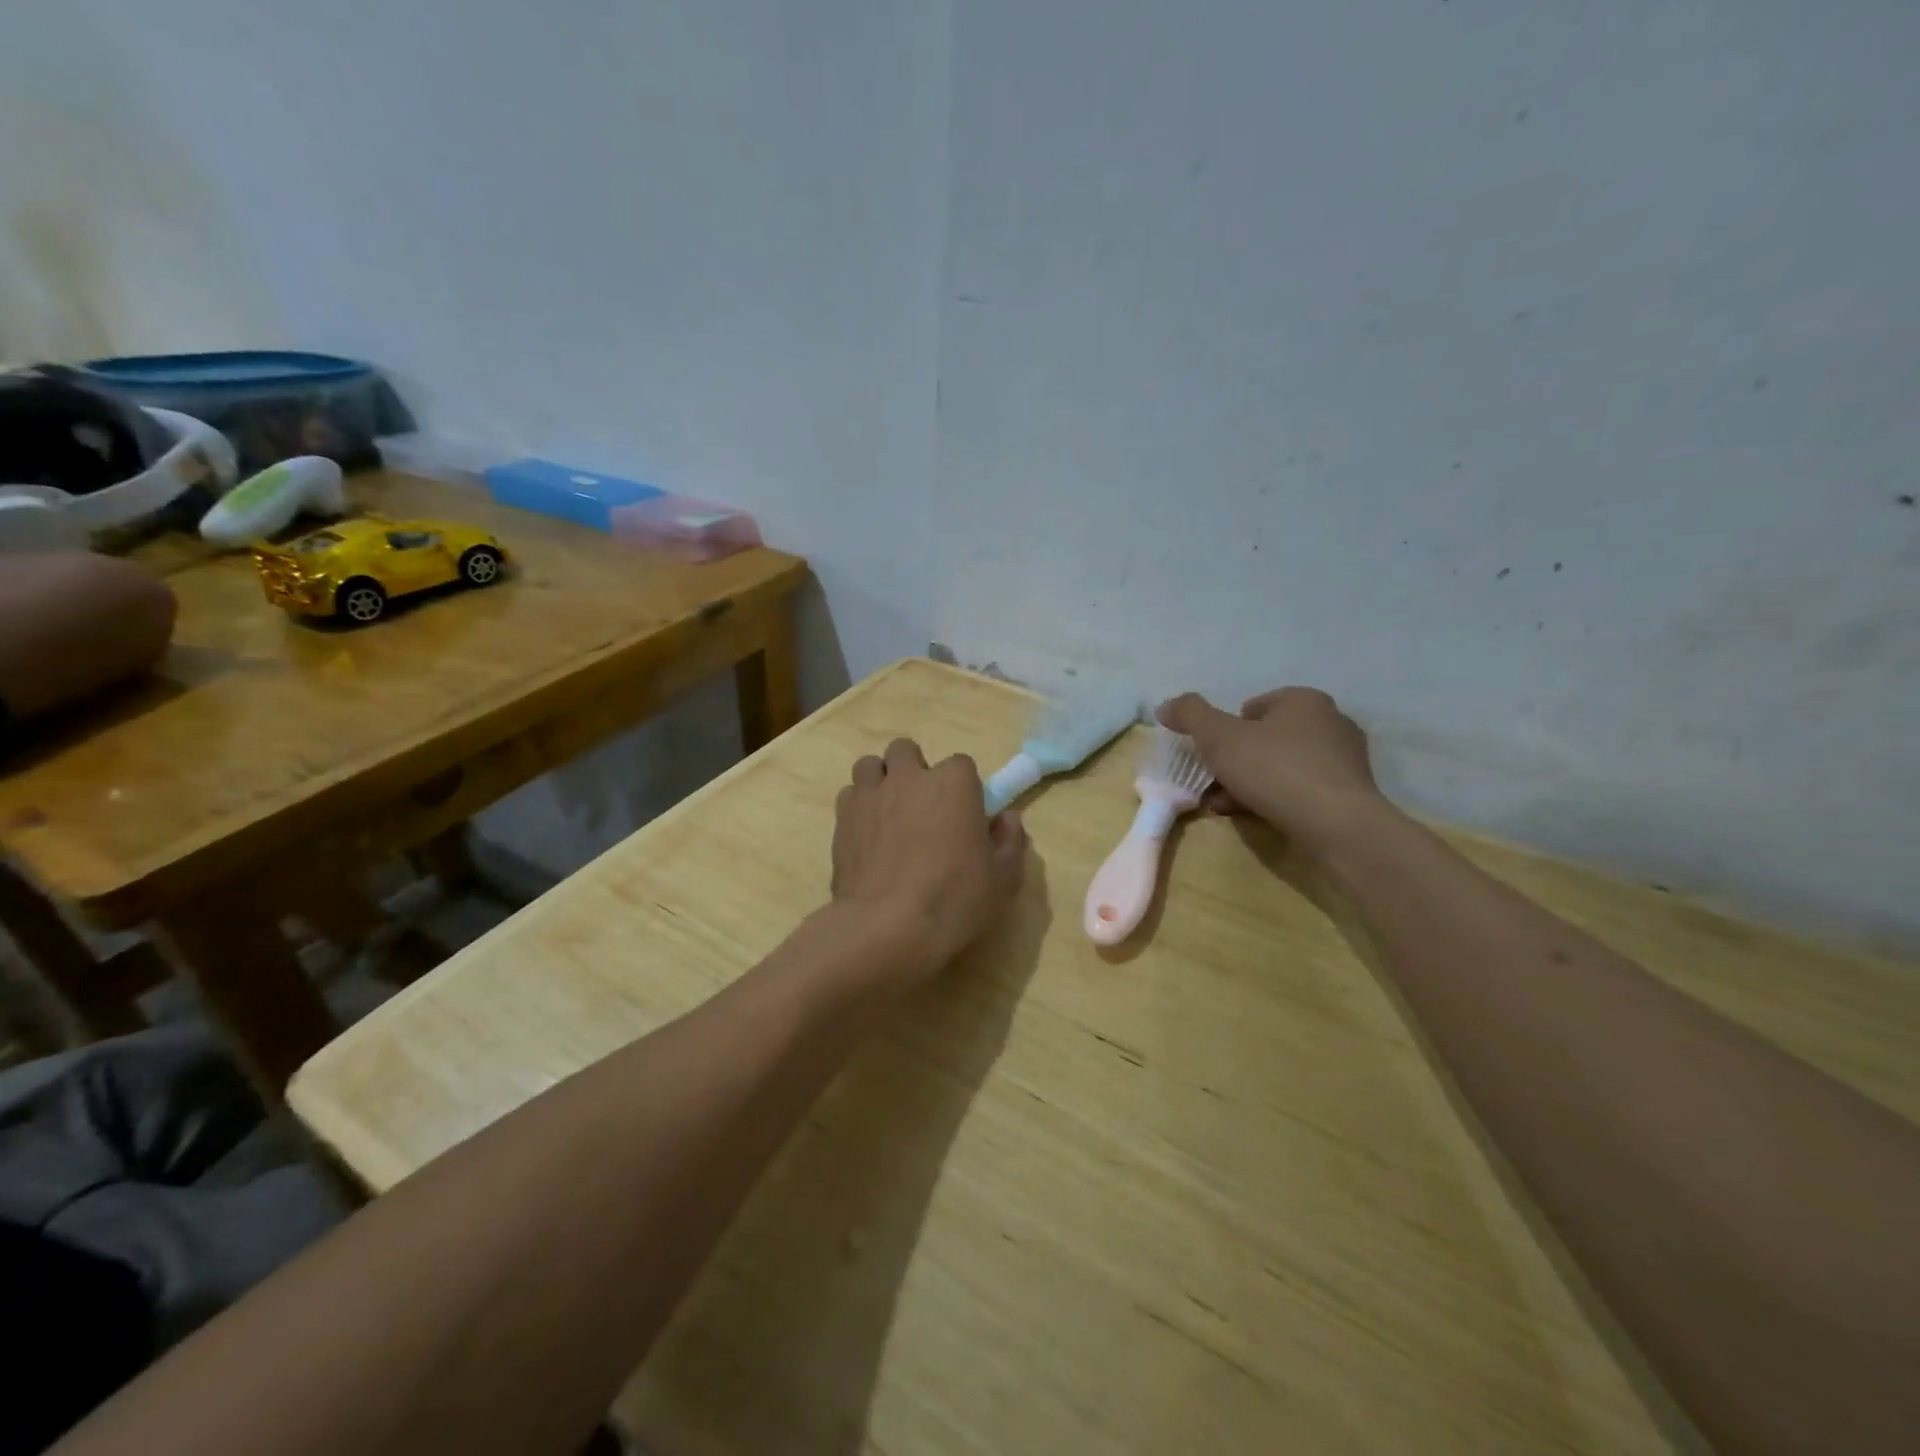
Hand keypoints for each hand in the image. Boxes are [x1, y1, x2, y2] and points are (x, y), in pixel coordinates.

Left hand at [832, 738, 1027, 974]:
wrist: (888, 926)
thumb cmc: (955, 898)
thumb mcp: (1004, 878)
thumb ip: (1009, 841)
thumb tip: (1006, 819)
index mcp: (953, 782)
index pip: (961, 764)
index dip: (963, 788)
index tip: (965, 815)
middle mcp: (909, 778)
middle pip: (906, 751)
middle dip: (914, 770)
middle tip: (923, 808)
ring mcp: (870, 795)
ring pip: (871, 766)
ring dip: (881, 781)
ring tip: (889, 813)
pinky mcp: (842, 819)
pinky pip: (849, 796)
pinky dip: (858, 807)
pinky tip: (867, 835)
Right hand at [1156, 687, 1390, 855]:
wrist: (1336, 825)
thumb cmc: (1275, 770)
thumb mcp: (1219, 737)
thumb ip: (1190, 715)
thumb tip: (1166, 706)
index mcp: (1304, 700)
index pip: (1253, 707)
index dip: (1226, 730)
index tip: (1212, 756)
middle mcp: (1330, 722)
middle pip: (1266, 739)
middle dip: (1236, 761)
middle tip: (1214, 784)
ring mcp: (1344, 759)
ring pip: (1281, 767)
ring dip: (1251, 783)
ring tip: (1227, 806)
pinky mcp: (1350, 793)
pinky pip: (1301, 790)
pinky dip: (1276, 800)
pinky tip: (1256, 817)